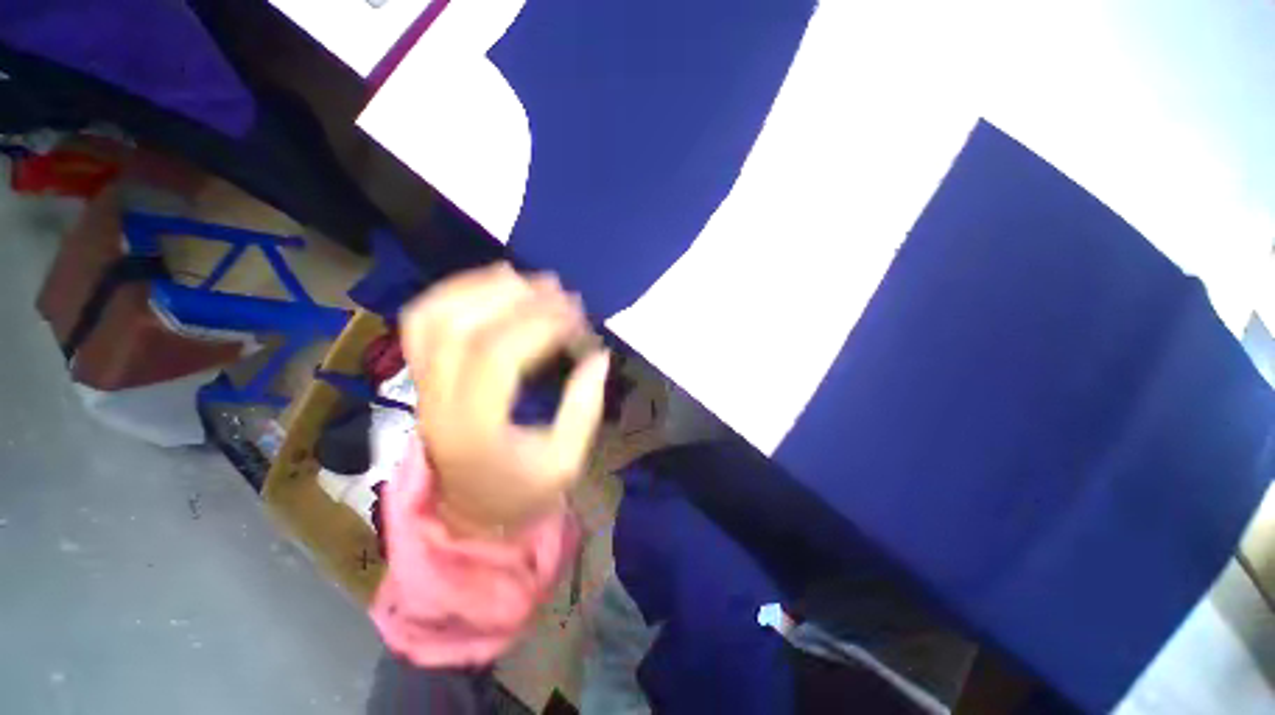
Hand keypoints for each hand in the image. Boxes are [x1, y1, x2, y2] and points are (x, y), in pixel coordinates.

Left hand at [400, 263, 609, 537]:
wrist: (473, 513)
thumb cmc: (523, 492)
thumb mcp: (565, 462)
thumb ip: (584, 407)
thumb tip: (598, 356)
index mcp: (475, 430)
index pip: (498, 356)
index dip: (540, 325)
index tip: (577, 315)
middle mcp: (437, 402)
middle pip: (459, 327)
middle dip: (512, 298)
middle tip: (558, 289)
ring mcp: (423, 386)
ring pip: (432, 317)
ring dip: (479, 287)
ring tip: (525, 278)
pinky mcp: (424, 377)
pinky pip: (424, 322)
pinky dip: (455, 293)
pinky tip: (491, 284)